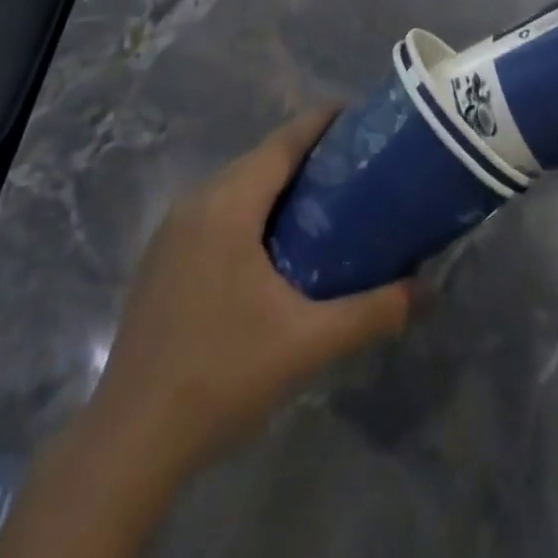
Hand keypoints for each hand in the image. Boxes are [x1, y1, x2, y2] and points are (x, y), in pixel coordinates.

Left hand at [82, 109, 418, 482]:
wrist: (129, 443)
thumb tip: (427, 291)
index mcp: (228, 204)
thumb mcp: (307, 343)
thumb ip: (372, 312)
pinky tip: (273, 243)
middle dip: (306, 153)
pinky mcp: (162, 258)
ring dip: (277, 183)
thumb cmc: (221, 375)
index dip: (321, 122)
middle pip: (260, 159)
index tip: (359, 115)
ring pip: (236, 185)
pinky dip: (251, 208)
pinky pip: (216, 210)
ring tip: (324, 199)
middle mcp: (196, 202)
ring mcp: (172, 230)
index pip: (283, 142)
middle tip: (355, 164)